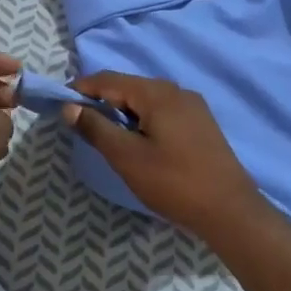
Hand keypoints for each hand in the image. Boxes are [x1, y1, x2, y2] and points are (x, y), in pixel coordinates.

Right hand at [63, 72, 269, 242]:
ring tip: (105, 134)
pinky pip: (163, 111)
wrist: (230, 210)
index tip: (60, 104)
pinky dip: (143, 119)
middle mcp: (176, 90)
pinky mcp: (201, 123)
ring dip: (122, 111)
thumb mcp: (127, 157)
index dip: (82, 88)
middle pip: (129, 86)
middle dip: (102, 100)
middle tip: (80, 123)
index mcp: (157, 93)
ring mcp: (193, 106)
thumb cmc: (173, 182)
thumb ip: (96, 128)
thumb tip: (69, 106)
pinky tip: (138, 140)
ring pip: (147, 100)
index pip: (109, 79)